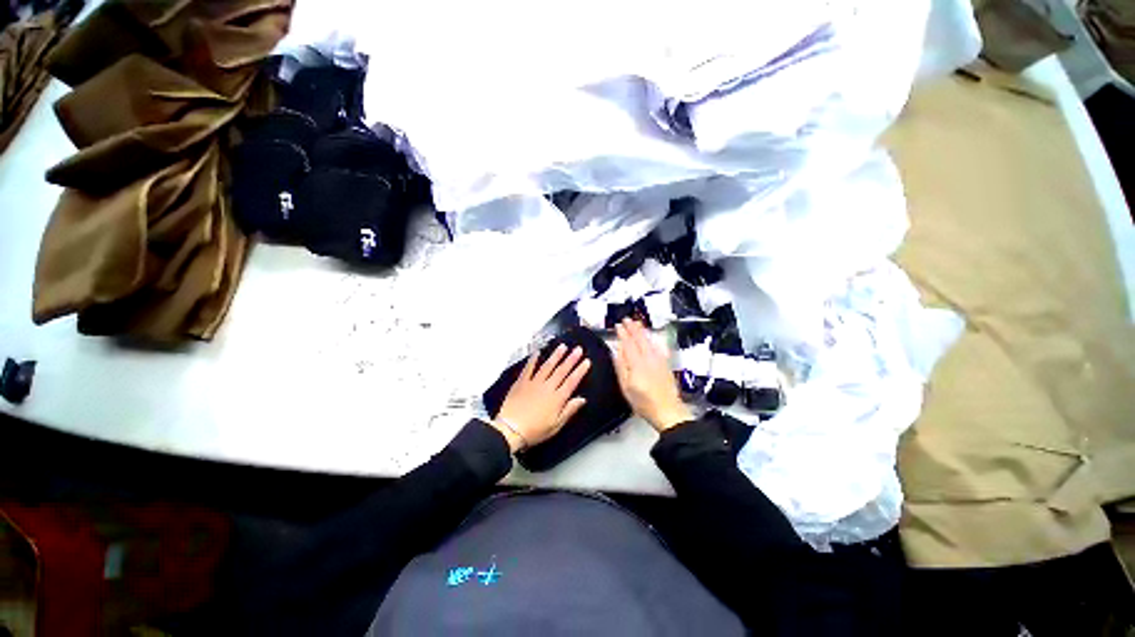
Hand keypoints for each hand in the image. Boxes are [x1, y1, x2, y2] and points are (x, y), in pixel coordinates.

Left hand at [493, 344, 590, 452]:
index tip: (586, 362)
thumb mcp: (556, 425)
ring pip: (547, 366)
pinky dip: (533, 360)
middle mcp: (547, 388)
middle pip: (561, 371)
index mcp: (557, 399)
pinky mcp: (521, 383)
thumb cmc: (534, 431)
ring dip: (556, 356)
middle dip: (571, 359)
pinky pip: (529, 368)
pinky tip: (537, 352)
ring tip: (563, 347)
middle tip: (578, 349)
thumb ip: (569, 410)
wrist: (510, 429)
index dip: (580, 371)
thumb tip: (582, 400)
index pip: (572, 381)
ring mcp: (534, 383)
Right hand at [614, 319, 692, 431]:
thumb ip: (621, 367)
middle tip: (627, 320)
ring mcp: (659, 361)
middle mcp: (649, 358)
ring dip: (642, 332)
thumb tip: (617, 351)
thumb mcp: (626, 386)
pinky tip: (652, 338)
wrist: (667, 411)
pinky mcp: (666, 365)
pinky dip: (654, 340)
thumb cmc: (643, 402)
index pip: (628, 343)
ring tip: (637, 324)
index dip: (623, 333)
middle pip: (640, 339)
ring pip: (650, 341)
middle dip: (633, 328)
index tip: (618, 326)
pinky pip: (659, 347)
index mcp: (637, 363)